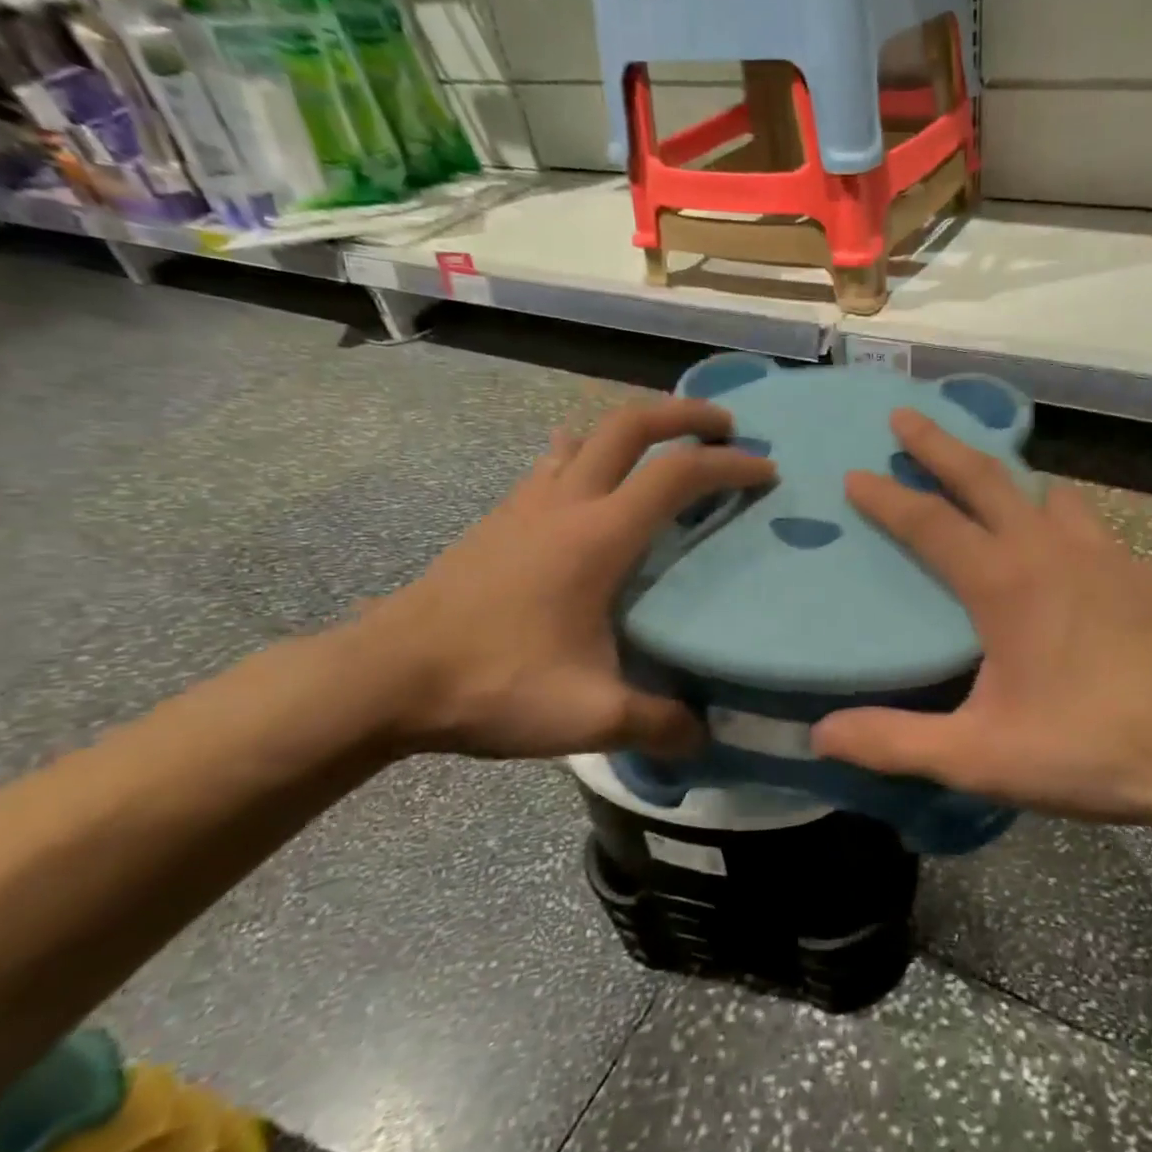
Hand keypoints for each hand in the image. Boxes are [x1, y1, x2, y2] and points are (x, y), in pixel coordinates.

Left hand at [362, 398, 774, 760]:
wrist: (385, 676)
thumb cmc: (493, 683)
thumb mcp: (589, 715)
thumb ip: (658, 724)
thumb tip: (704, 738)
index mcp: (599, 536)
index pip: (678, 476)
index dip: (729, 465)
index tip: (767, 469)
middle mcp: (566, 502)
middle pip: (631, 424)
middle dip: (684, 414)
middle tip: (724, 426)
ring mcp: (526, 503)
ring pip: (588, 435)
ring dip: (634, 427)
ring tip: (664, 448)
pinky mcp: (500, 519)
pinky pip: (554, 463)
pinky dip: (588, 454)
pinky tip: (589, 484)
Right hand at [811, 409, 1151, 838]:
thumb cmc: (1090, 748)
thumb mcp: (981, 756)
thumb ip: (896, 742)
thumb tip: (822, 734)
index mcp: (1005, 583)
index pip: (930, 522)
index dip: (887, 497)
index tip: (854, 474)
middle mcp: (1050, 550)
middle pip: (985, 476)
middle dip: (939, 443)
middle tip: (906, 416)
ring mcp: (1102, 554)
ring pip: (1043, 491)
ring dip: (1004, 476)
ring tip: (982, 478)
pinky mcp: (1138, 571)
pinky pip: (1084, 522)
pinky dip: (1055, 515)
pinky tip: (1058, 544)